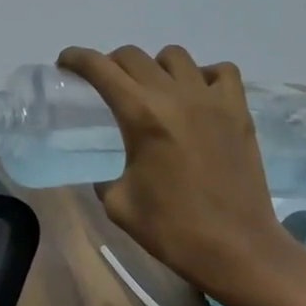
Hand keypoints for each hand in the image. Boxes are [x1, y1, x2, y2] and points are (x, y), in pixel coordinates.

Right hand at [58, 45, 292, 294]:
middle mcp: (176, 96)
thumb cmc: (173, 229)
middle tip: (104, 84)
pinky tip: (196, 97)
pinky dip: (203, 75)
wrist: (237, 249)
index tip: (65, 62)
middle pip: (133, 56)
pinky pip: (221, 72)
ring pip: (176, 56)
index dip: (77, 58)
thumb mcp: (118, 204)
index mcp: (141, 116)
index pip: (101, 68)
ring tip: (152, 91)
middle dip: (110, 63)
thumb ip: (105, 176)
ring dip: (155, 67)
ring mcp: (212, 100)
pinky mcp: (239, 112)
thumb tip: (105, 170)